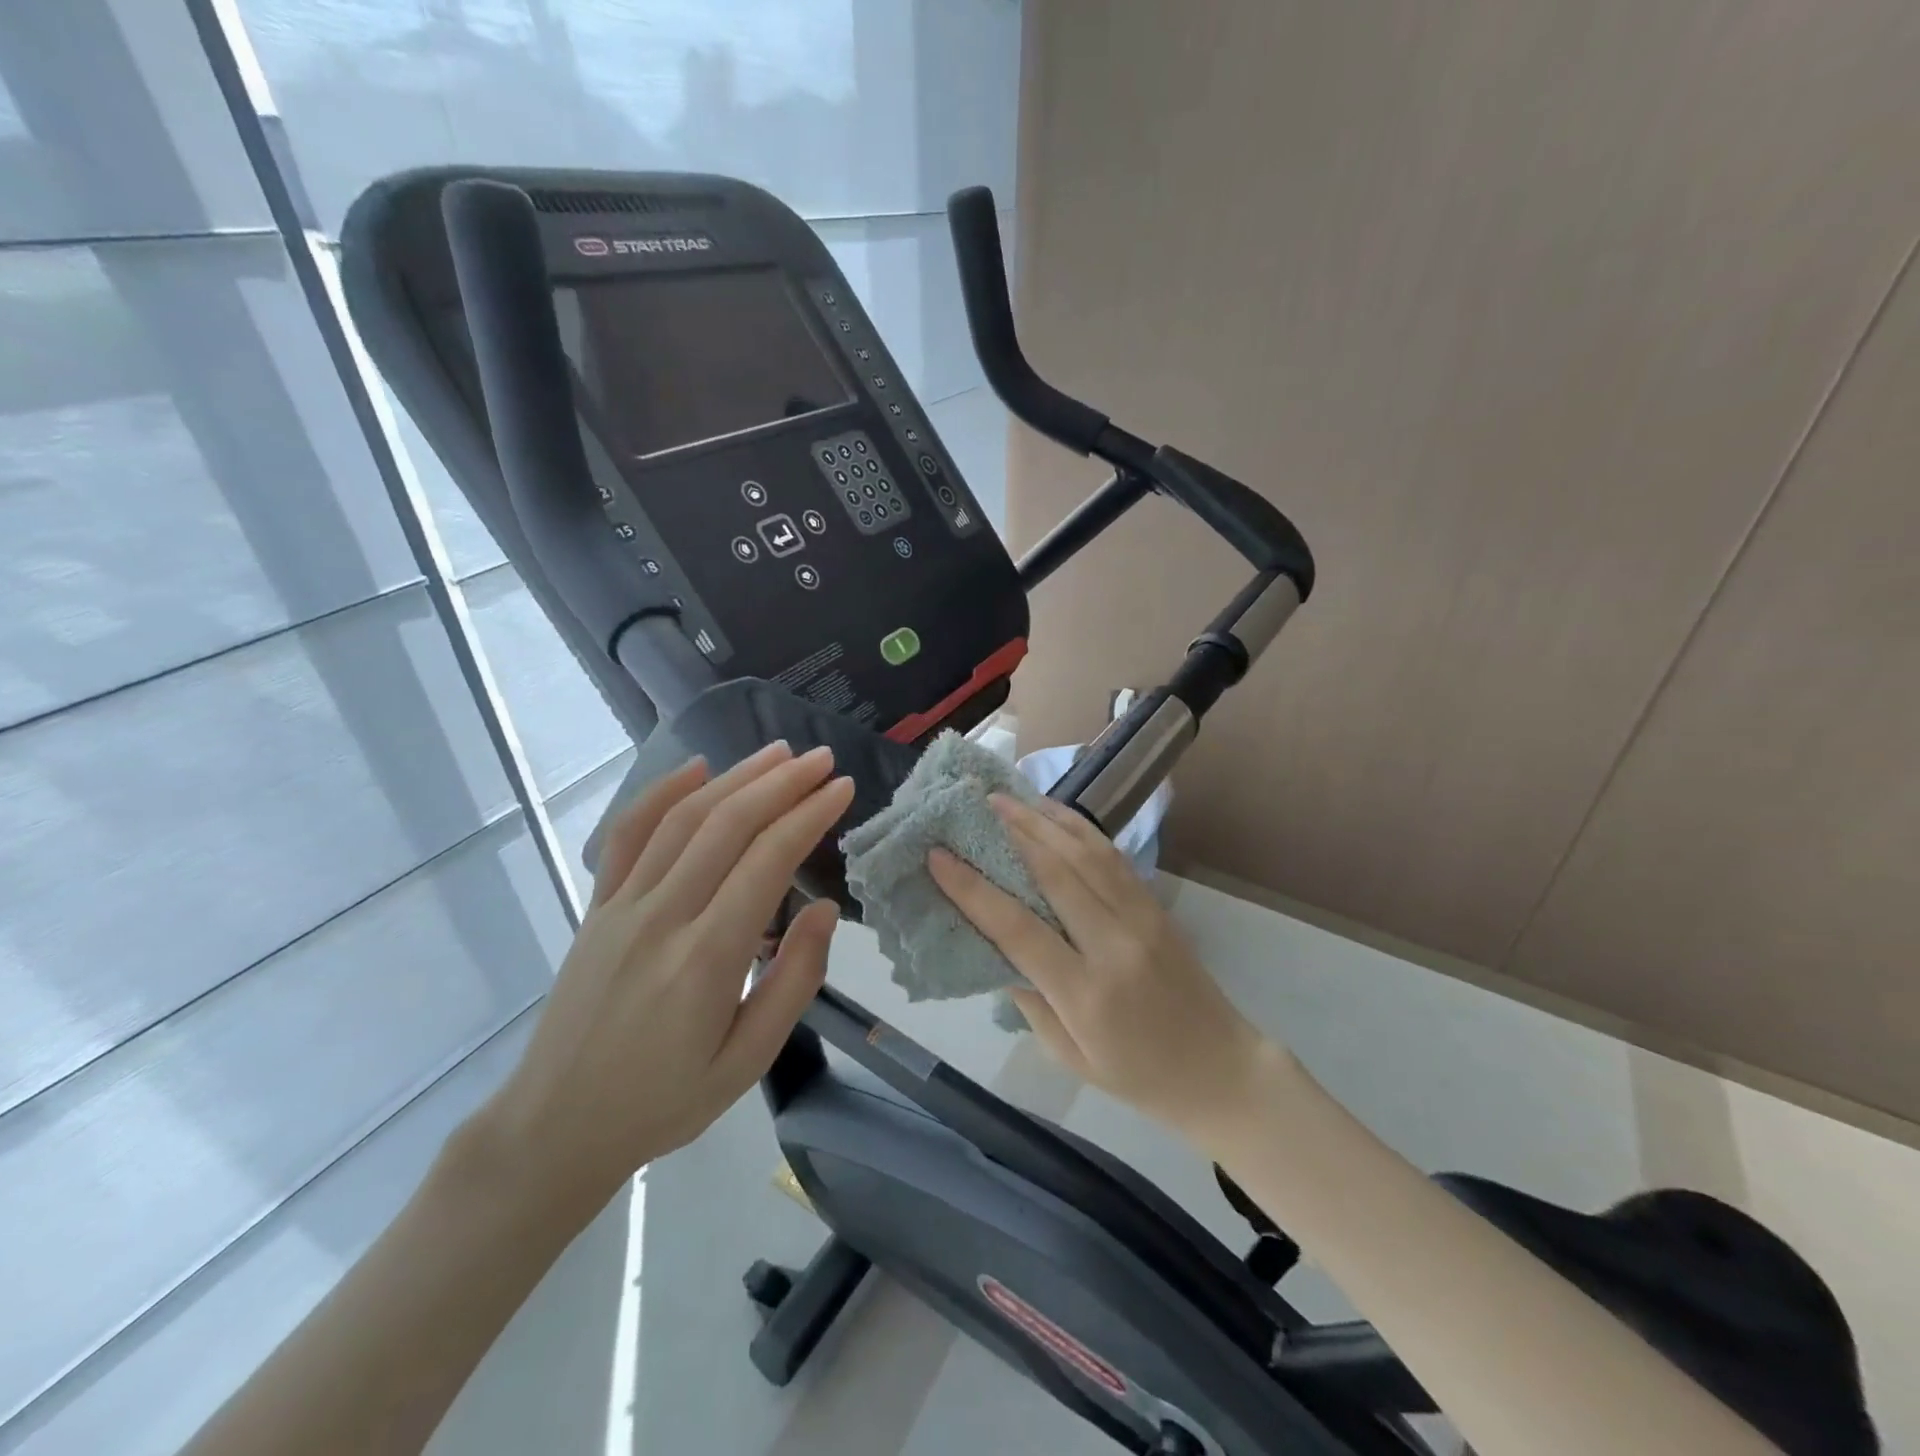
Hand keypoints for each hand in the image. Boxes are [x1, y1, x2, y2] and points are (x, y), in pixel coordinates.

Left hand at [476, 742, 853, 1208]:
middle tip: (822, 759)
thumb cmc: (663, 1101)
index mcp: (706, 958)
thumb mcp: (747, 1061)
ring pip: (683, 819)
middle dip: (781, 783)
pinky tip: (696, 768)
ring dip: (735, 777)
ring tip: (778, 753)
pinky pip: (627, 836)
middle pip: (727, 825)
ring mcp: (622, 906)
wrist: (555, 1126)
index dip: (809, 815)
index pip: (767, 861)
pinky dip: (662, 793)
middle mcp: (662, 917)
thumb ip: (794, 981)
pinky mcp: (597, 907)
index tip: (842, 788)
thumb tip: (825, 909)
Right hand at [928, 794, 1276, 1135]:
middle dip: (1009, 833)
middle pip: (1054, 873)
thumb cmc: (1136, 1075)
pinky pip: (1111, 855)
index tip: (937, 856)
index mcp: (1085, 993)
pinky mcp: (1154, 904)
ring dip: (1041, 819)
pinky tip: (1052, 812)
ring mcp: (1140, 918)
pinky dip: (1078, 827)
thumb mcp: (1068, 1055)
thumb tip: (992, 943)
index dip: (973, 889)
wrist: (1220, 1069)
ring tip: (1004, 797)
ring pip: (1084, 853)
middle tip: (971, 805)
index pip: (1019, 929)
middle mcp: (1113, 944)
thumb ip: (1028, 997)